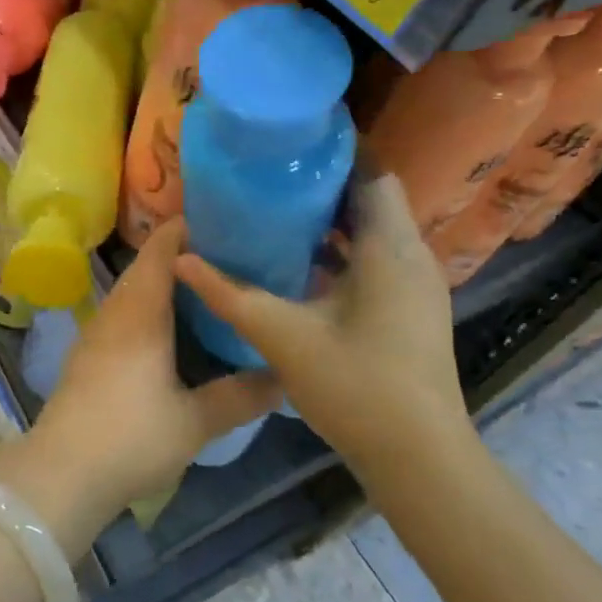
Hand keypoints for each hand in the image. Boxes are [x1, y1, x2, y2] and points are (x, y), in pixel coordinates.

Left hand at [0, 220, 274, 552]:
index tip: (224, 226)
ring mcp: (96, 332)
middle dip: (183, 258)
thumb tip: (282, 377)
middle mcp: (116, 311)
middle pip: (146, 267)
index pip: (160, 248)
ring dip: (164, 286)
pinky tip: (171, 334)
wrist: (62, 472)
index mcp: (142, 310)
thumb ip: (240, 396)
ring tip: (207, 295)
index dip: (187, 229)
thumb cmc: (132, 436)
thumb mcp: (195, 421)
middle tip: (229, 263)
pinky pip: (123, 315)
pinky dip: (149, 310)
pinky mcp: (88, 355)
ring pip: (133, 292)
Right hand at [174, 176, 474, 492]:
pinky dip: (344, 250)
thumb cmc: (356, 387)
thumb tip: (181, 259)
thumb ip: (230, 294)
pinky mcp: (411, 310)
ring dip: (333, 219)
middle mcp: (411, 257)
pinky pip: (377, 259)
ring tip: (277, 209)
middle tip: (270, 174)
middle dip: (325, 184)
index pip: (373, 175)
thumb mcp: (283, 336)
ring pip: (375, 231)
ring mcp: (416, 286)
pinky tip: (301, 262)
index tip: (292, 141)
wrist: (420, 461)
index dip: (338, 153)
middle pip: (372, 200)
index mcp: (390, 249)